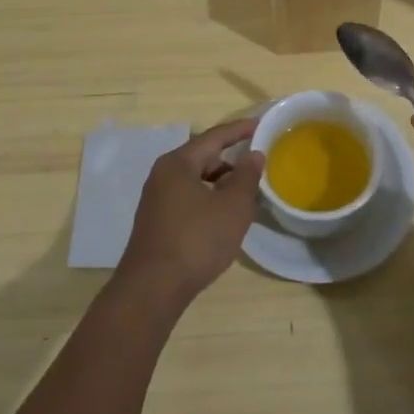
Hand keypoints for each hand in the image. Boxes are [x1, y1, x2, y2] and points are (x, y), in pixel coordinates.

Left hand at [115, 119, 263, 308]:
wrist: (152, 288)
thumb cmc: (196, 240)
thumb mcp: (232, 207)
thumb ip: (246, 177)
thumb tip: (253, 155)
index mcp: (178, 163)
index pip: (214, 136)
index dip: (239, 130)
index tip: (261, 124)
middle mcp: (163, 175)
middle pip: (203, 157)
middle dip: (231, 160)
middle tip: (257, 164)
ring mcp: (157, 200)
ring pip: (195, 181)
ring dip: (221, 183)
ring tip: (246, 192)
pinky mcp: (157, 222)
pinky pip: (188, 198)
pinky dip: (209, 199)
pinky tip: (224, 216)